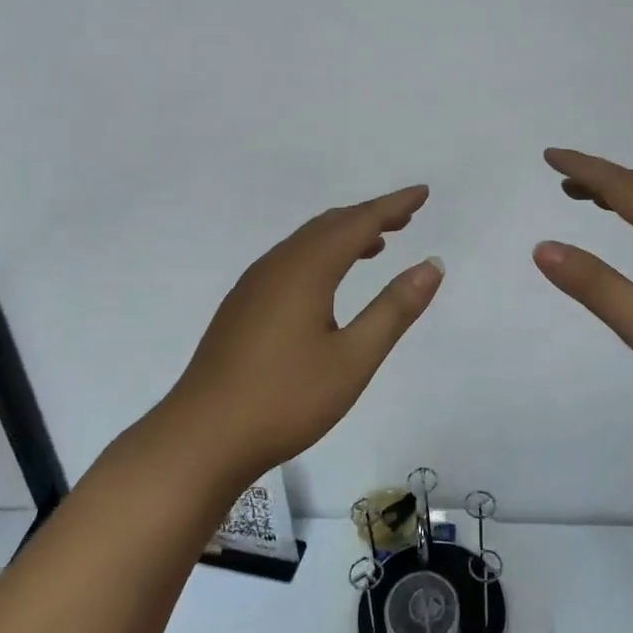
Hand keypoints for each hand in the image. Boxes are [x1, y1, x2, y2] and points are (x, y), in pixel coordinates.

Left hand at [161, 185, 443, 486]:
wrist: (200, 439)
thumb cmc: (285, 399)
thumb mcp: (353, 359)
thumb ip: (394, 309)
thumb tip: (432, 265)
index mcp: (306, 270)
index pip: (358, 223)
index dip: (393, 206)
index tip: (422, 193)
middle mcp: (277, 265)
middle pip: (330, 225)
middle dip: (370, 216)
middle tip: (406, 217)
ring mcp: (253, 285)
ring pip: (306, 242)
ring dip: (344, 235)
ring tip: (377, 244)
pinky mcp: (241, 307)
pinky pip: (290, 260)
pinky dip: (321, 254)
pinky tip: (328, 281)